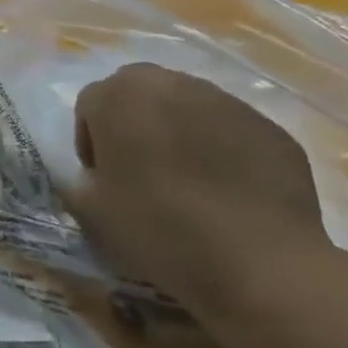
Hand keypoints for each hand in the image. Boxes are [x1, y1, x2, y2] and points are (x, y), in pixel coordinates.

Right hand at [60, 64, 334, 320]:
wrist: (261, 264)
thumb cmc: (158, 227)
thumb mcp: (89, 210)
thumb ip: (76, 180)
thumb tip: (91, 177)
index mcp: (118, 95)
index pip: (90, 106)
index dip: (91, 144)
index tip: (104, 181)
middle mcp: (170, 83)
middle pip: (138, 95)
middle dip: (134, 125)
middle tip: (141, 173)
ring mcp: (227, 103)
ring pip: (186, 108)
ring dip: (179, 133)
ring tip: (189, 184)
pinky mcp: (271, 129)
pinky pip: (231, 131)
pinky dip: (223, 151)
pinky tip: (229, 194)